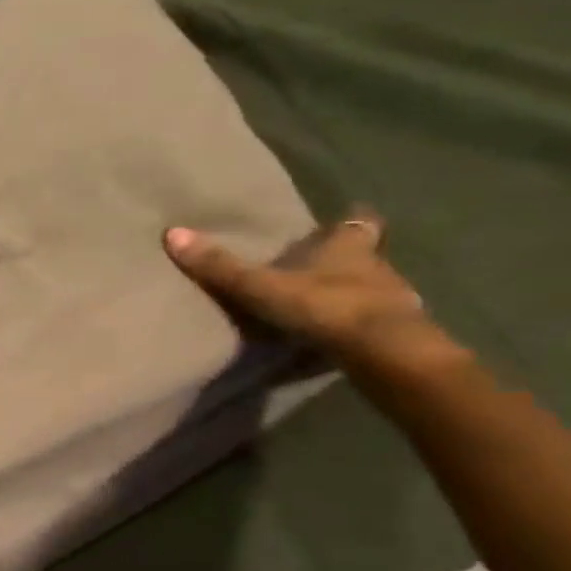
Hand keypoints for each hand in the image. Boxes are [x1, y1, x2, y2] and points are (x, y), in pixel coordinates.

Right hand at [164, 208, 453, 370]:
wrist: (386, 355)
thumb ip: (220, 266)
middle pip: (367, 256)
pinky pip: (374, 324)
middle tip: (323, 262)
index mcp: (351, 247)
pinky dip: (356, 327)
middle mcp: (378, 268)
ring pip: (373, 289)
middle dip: (348, 258)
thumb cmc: (327, 306)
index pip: (358, 223)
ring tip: (323, 303)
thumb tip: (172, 232)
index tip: (347, 215)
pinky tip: (336, 337)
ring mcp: (394, 303)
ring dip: (352, 294)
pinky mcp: (398, 337)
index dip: (352, 219)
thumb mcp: (261, 286)